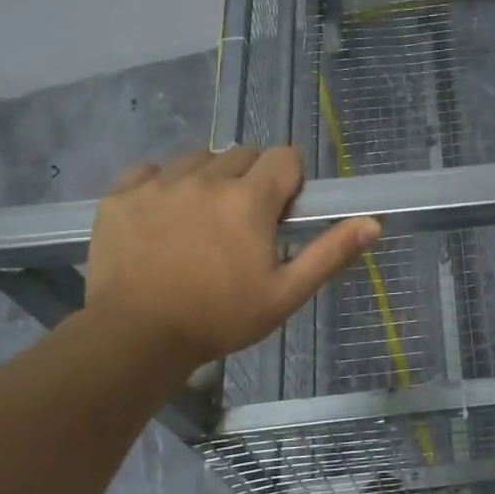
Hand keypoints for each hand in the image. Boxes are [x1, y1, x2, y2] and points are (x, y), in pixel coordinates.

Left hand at [84, 147, 378, 368]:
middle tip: (242, 225)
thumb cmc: (220, 317)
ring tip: (200, 221)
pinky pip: (150, 170)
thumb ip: (330, 253)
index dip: (289, 181)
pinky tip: (162, 219)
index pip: (284, 156)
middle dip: (251, 180)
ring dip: (208, 180)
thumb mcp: (286, 293)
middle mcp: (206, 178)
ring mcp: (159, 183)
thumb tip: (373, 223)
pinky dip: (161, 185)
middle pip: (242, 155)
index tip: (279, 213)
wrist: (136, 338)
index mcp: (250, 199)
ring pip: (197, 159)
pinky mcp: (121, 195)